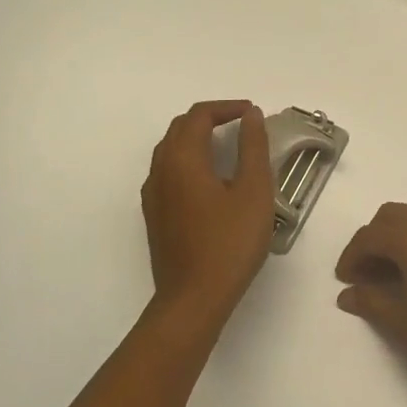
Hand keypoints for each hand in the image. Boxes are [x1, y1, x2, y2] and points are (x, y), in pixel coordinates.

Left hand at [142, 101, 273, 323]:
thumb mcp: (254, 191)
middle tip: (243, 126)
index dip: (226, 108)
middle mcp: (160, 170)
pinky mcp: (155, 216)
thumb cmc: (229, 243)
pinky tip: (211, 181)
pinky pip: (168, 172)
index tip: (253, 114)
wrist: (193, 299)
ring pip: (171, 150)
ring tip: (229, 148)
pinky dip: (190, 161)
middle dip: (210, 119)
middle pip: (180, 129)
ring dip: (197, 139)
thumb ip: (253, 148)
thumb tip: (250, 116)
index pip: (199, 116)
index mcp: (182, 159)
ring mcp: (153, 195)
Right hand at [334, 203, 406, 401]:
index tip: (345, 281)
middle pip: (394, 217)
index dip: (352, 256)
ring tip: (392, 279)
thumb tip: (348, 294)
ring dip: (399, 241)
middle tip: (365, 275)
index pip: (371, 235)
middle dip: (374, 240)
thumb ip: (371, 301)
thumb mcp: (404, 322)